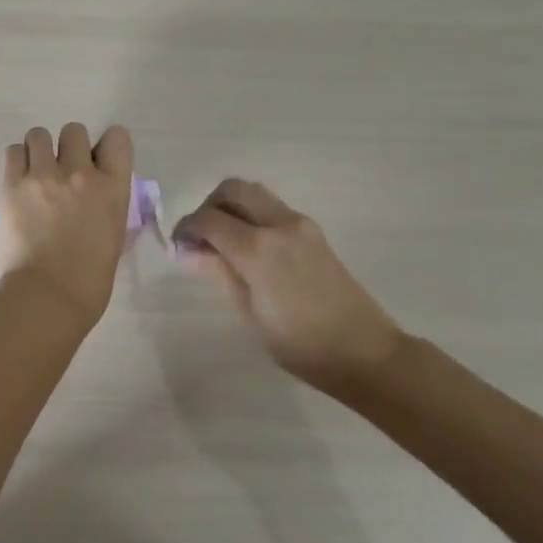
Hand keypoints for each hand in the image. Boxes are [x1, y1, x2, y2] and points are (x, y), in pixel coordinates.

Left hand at [0, 124, 133, 327]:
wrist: (46, 298)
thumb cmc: (88, 280)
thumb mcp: (113, 236)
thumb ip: (106, 204)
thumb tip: (94, 195)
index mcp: (112, 188)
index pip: (117, 138)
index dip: (105, 146)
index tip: (96, 161)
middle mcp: (79, 173)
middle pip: (74, 130)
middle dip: (68, 148)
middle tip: (60, 172)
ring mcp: (43, 175)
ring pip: (39, 134)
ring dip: (38, 151)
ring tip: (34, 175)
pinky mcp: (12, 184)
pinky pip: (13, 151)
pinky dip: (17, 162)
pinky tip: (18, 182)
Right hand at [171, 179, 402, 384]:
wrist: (364, 353)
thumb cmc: (300, 344)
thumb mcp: (249, 313)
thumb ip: (219, 273)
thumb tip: (190, 251)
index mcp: (257, 248)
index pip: (208, 219)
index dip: (186, 227)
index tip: (178, 245)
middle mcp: (278, 224)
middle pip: (232, 189)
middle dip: (209, 206)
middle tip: (201, 237)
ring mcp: (299, 224)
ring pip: (254, 193)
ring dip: (231, 206)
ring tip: (224, 241)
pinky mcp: (313, 231)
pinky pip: (272, 208)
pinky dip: (252, 215)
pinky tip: (250, 248)